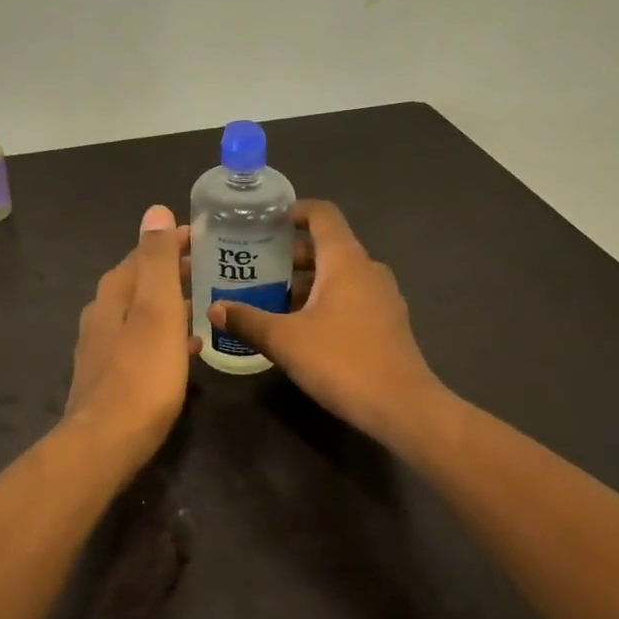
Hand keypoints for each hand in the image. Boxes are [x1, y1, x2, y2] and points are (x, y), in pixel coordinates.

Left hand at [63, 205, 197, 459]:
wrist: (107, 442)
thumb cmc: (141, 373)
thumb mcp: (156, 310)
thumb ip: (157, 260)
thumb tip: (154, 211)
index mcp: (115, 292)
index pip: (144, 252)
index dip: (173, 241)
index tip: (205, 237)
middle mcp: (103, 313)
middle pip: (141, 281)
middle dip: (173, 271)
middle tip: (211, 269)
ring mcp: (102, 346)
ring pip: (142, 312)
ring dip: (170, 303)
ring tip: (203, 304)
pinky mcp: (109, 374)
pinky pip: (142, 341)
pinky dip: (165, 334)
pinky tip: (188, 348)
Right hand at [206, 200, 444, 438]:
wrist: (403, 408)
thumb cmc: (342, 361)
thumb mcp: (285, 341)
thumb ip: (247, 320)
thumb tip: (215, 309)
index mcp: (345, 259)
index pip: (321, 213)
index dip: (293, 211)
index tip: (263, 223)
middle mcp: (367, 269)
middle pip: (326, 245)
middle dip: (290, 253)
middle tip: (255, 266)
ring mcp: (382, 296)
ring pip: (338, 274)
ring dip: (306, 280)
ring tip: (270, 297)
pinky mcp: (387, 322)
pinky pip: (351, 296)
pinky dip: (324, 299)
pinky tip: (300, 326)